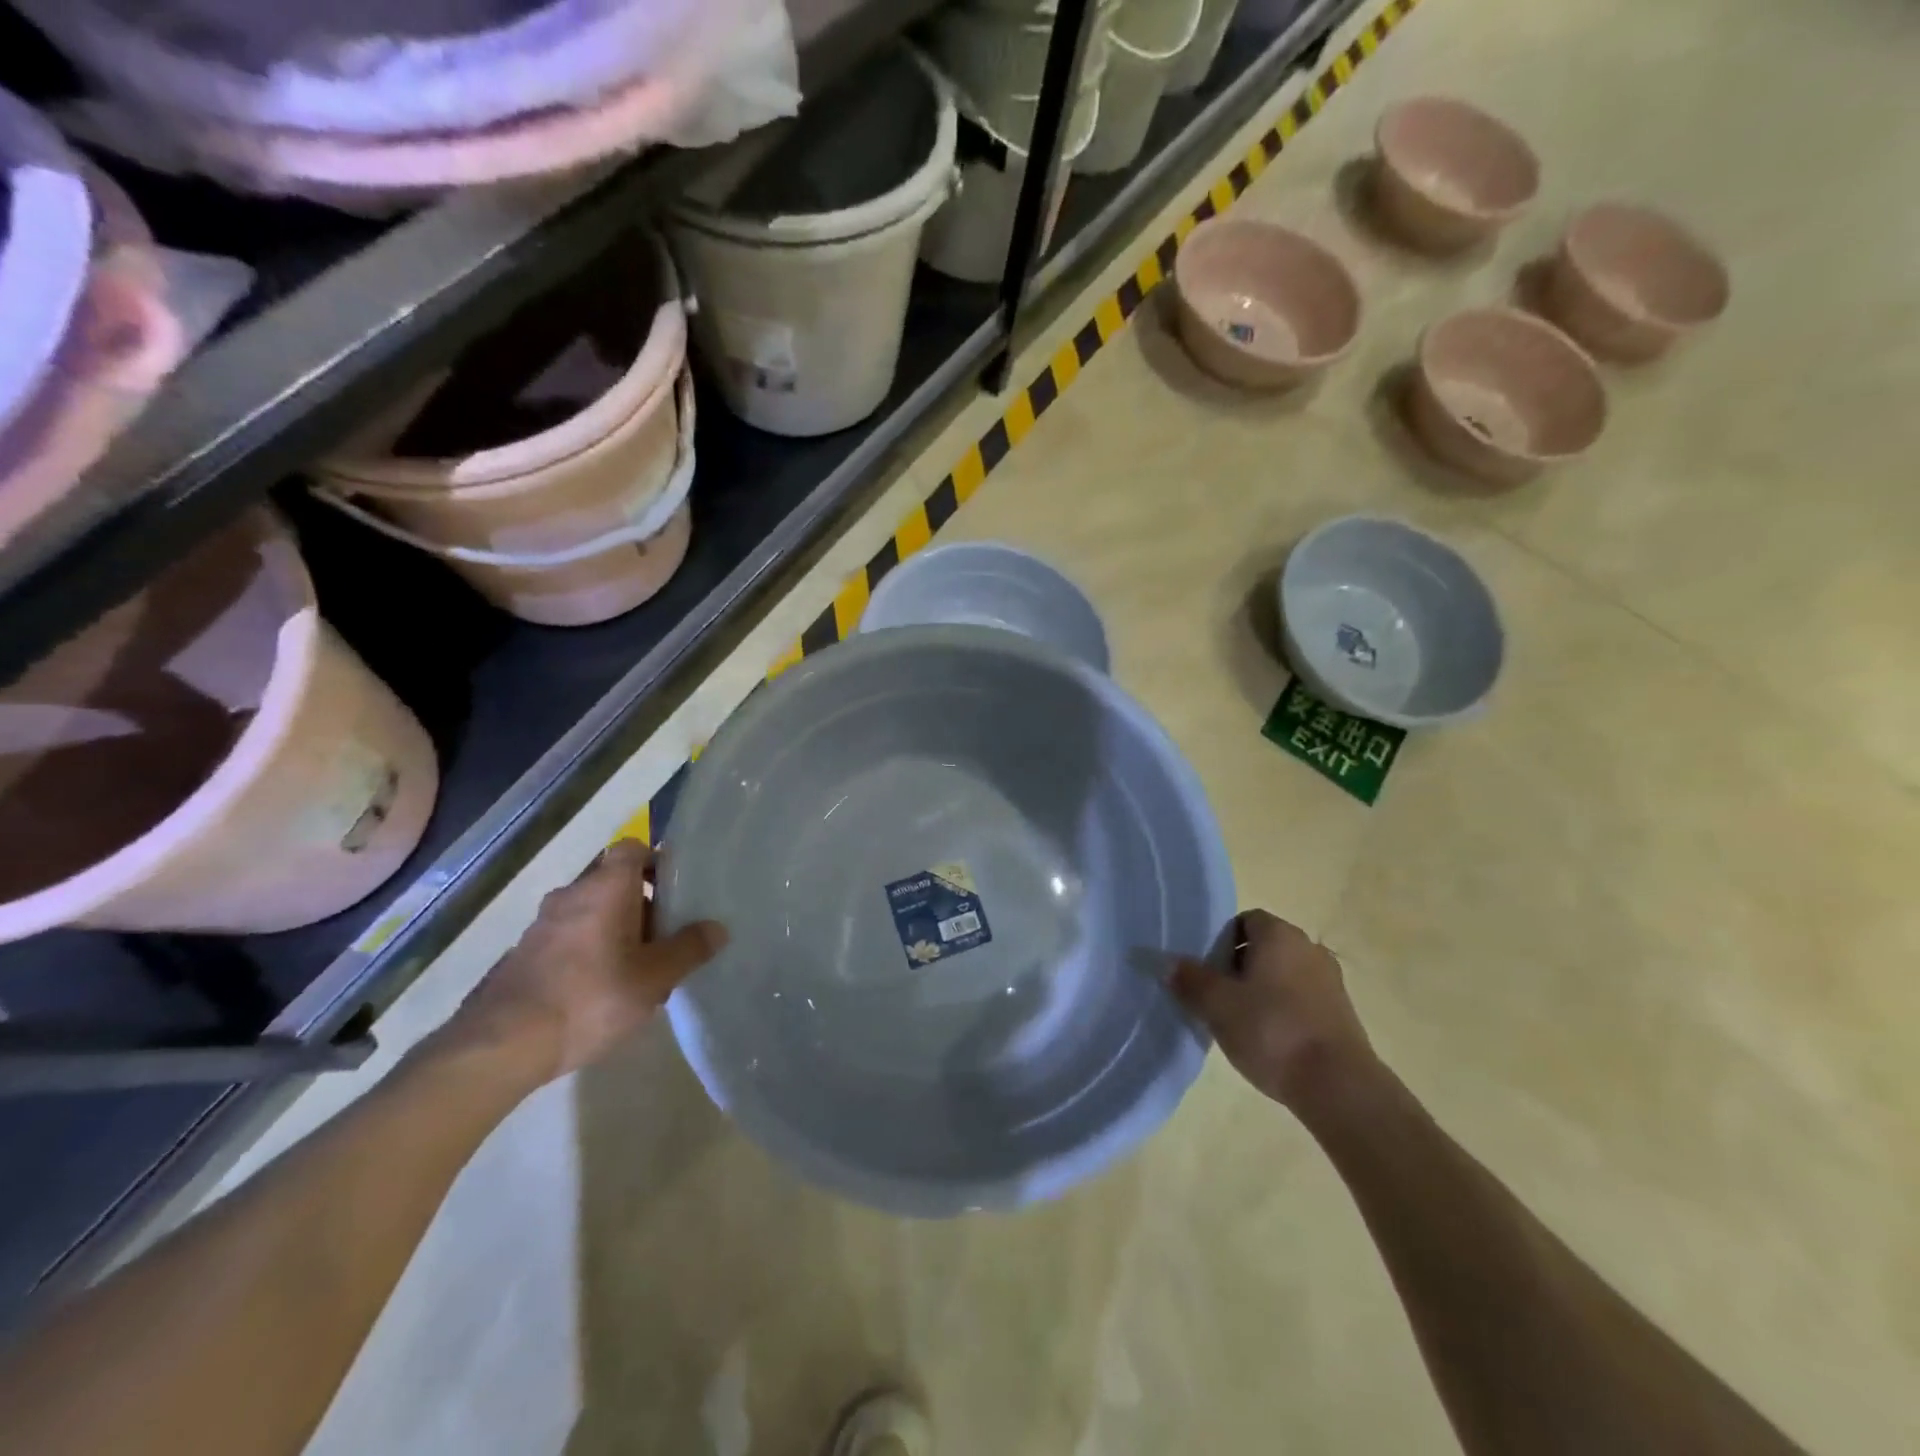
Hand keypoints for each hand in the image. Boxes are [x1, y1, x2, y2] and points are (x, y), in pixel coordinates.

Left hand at [440, 839, 726, 1086]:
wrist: (503, 1044)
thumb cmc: (591, 997)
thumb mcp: (655, 977)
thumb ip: (689, 949)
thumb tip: (717, 928)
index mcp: (606, 887)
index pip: (633, 848)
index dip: (656, 861)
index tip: (676, 889)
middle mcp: (572, 894)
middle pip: (614, 882)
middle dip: (642, 904)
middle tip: (666, 938)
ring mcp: (542, 924)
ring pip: (591, 912)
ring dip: (615, 930)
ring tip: (637, 970)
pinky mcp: (525, 954)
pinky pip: (569, 937)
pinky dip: (589, 951)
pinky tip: (600, 991)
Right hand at [1171, 909, 1374, 1109]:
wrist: (1338, 1086)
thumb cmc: (1272, 1030)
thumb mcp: (1217, 1005)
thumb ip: (1189, 979)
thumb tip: (1166, 962)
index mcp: (1280, 935)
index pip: (1245, 920)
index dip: (1221, 941)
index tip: (1207, 970)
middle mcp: (1309, 948)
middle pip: (1264, 947)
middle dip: (1239, 967)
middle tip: (1217, 997)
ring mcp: (1330, 981)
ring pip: (1283, 975)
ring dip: (1262, 991)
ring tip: (1241, 1022)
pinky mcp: (1342, 1014)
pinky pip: (1302, 1000)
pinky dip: (1283, 1011)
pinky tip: (1270, 1040)